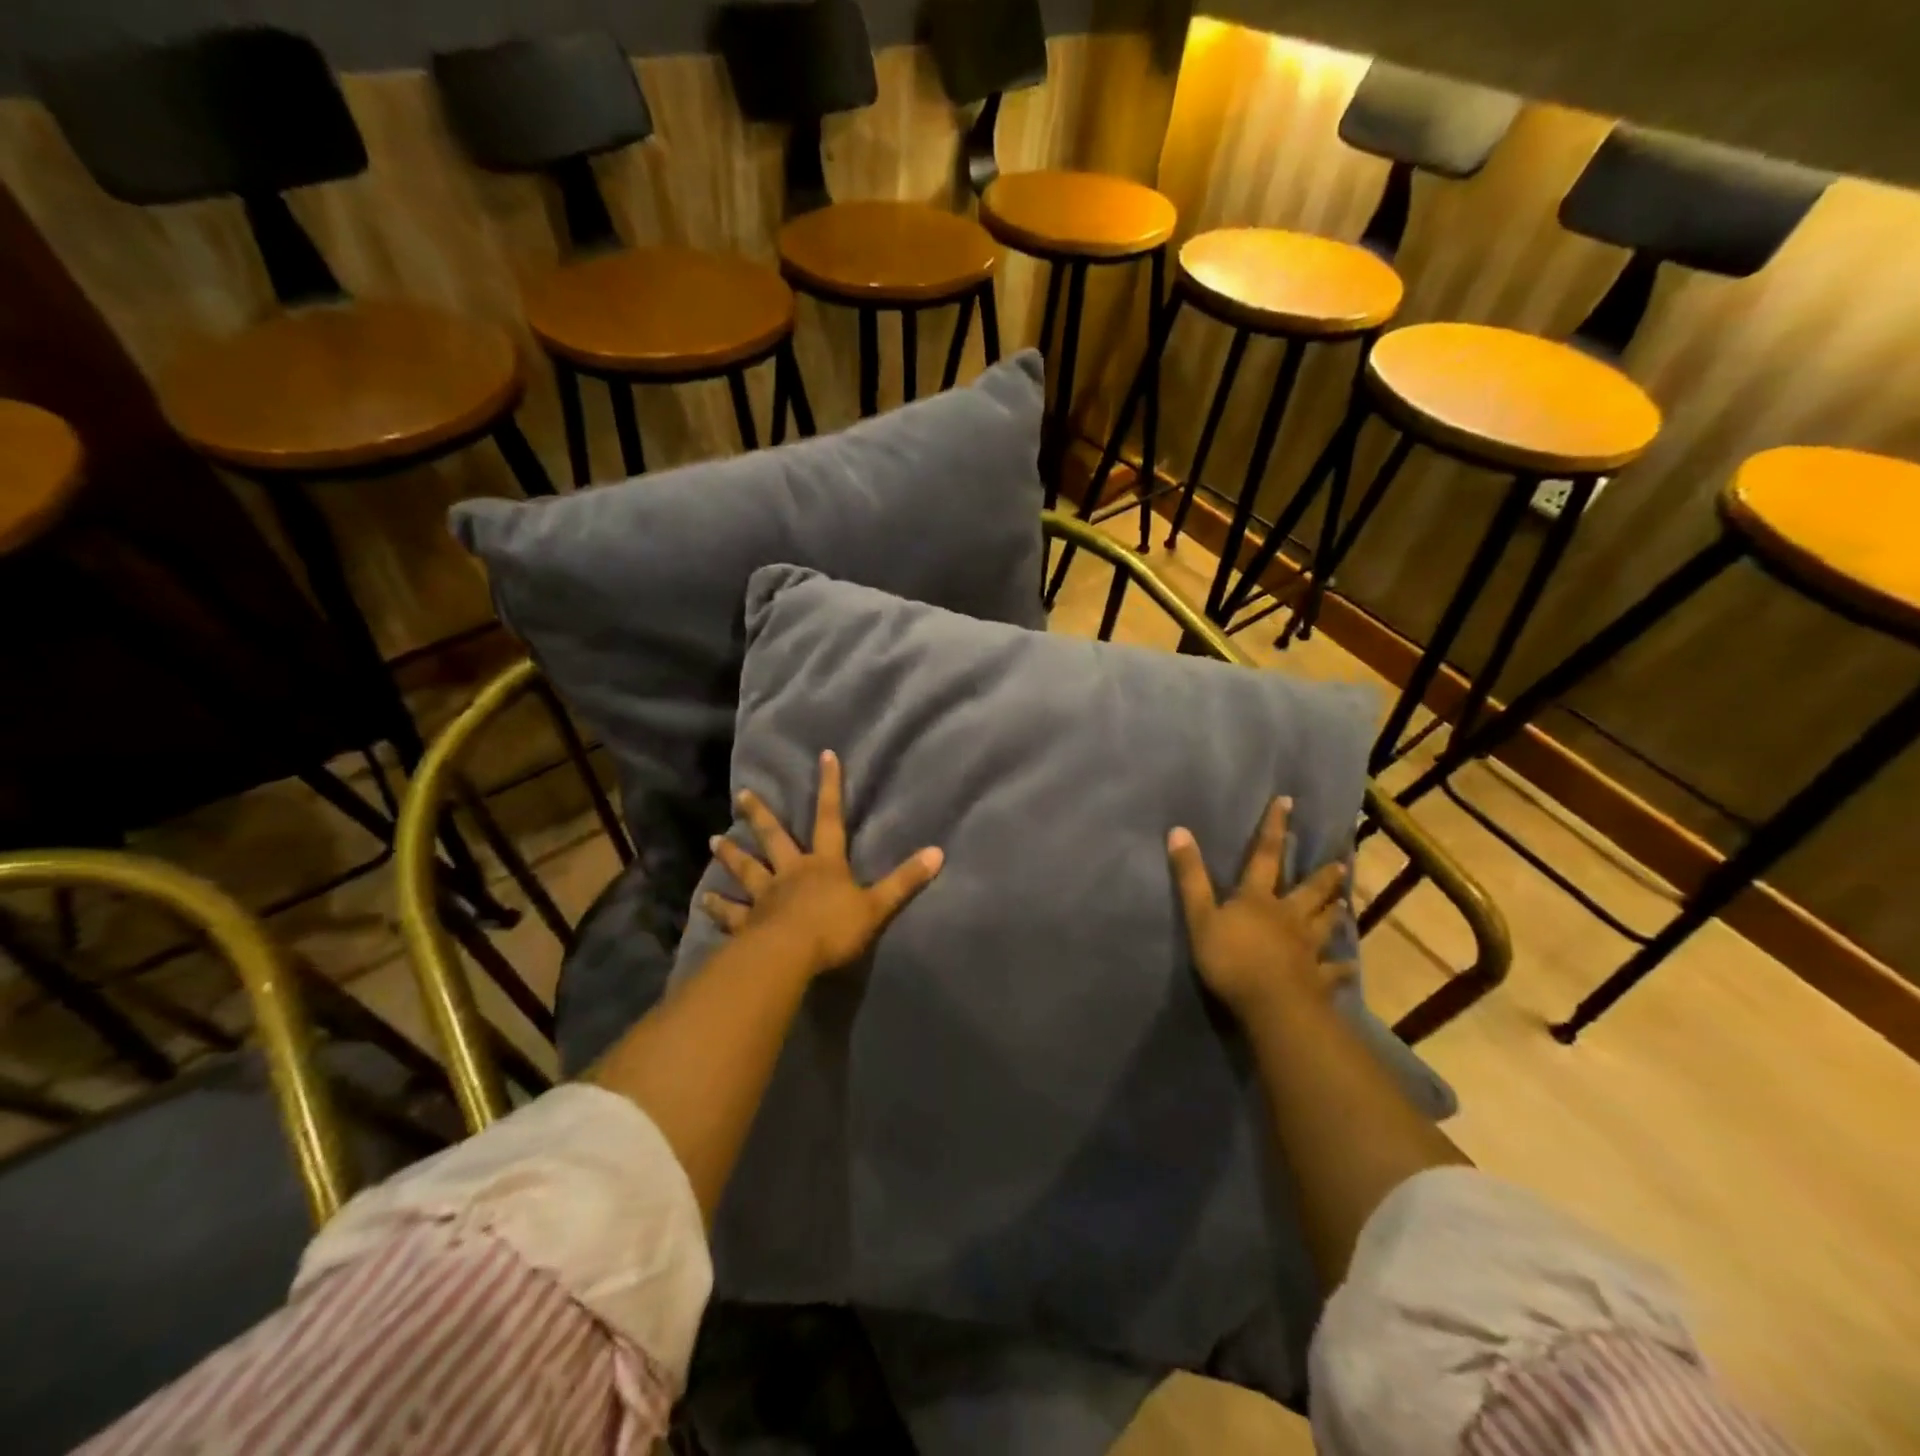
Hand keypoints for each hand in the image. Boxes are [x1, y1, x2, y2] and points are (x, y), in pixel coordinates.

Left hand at [703, 750, 943, 976]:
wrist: (790, 956)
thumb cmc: (835, 927)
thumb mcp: (877, 905)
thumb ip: (905, 880)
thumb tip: (938, 852)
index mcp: (824, 864)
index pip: (830, 818)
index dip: (830, 787)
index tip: (825, 756)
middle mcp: (791, 872)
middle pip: (775, 838)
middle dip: (760, 816)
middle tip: (742, 795)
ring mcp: (766, 896)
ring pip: (747, 870)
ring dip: (730, 856)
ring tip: (712, 841)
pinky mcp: (749, 923)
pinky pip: (732, 913)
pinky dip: (718, 907)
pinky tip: (704, 901)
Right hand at [1167, 796, 1347, 1018]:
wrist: (1272, 1006)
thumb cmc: (1231, 959)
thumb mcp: (1200, 916)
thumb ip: (1190, 877)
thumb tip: (1178, 830)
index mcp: (1258, 899)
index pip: (1265, 856)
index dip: (1274, 829)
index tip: (1287, 802)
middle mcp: (1288, 917)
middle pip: (1307, 891)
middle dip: (1321, 876)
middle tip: (1340, 863)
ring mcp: (1307, 948)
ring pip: (1324, 924)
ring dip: (1334, 912)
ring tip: (1344, 903)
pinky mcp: (1317, 978)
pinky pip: (1332, 970)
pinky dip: (1341, 967)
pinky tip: (1350, 966)